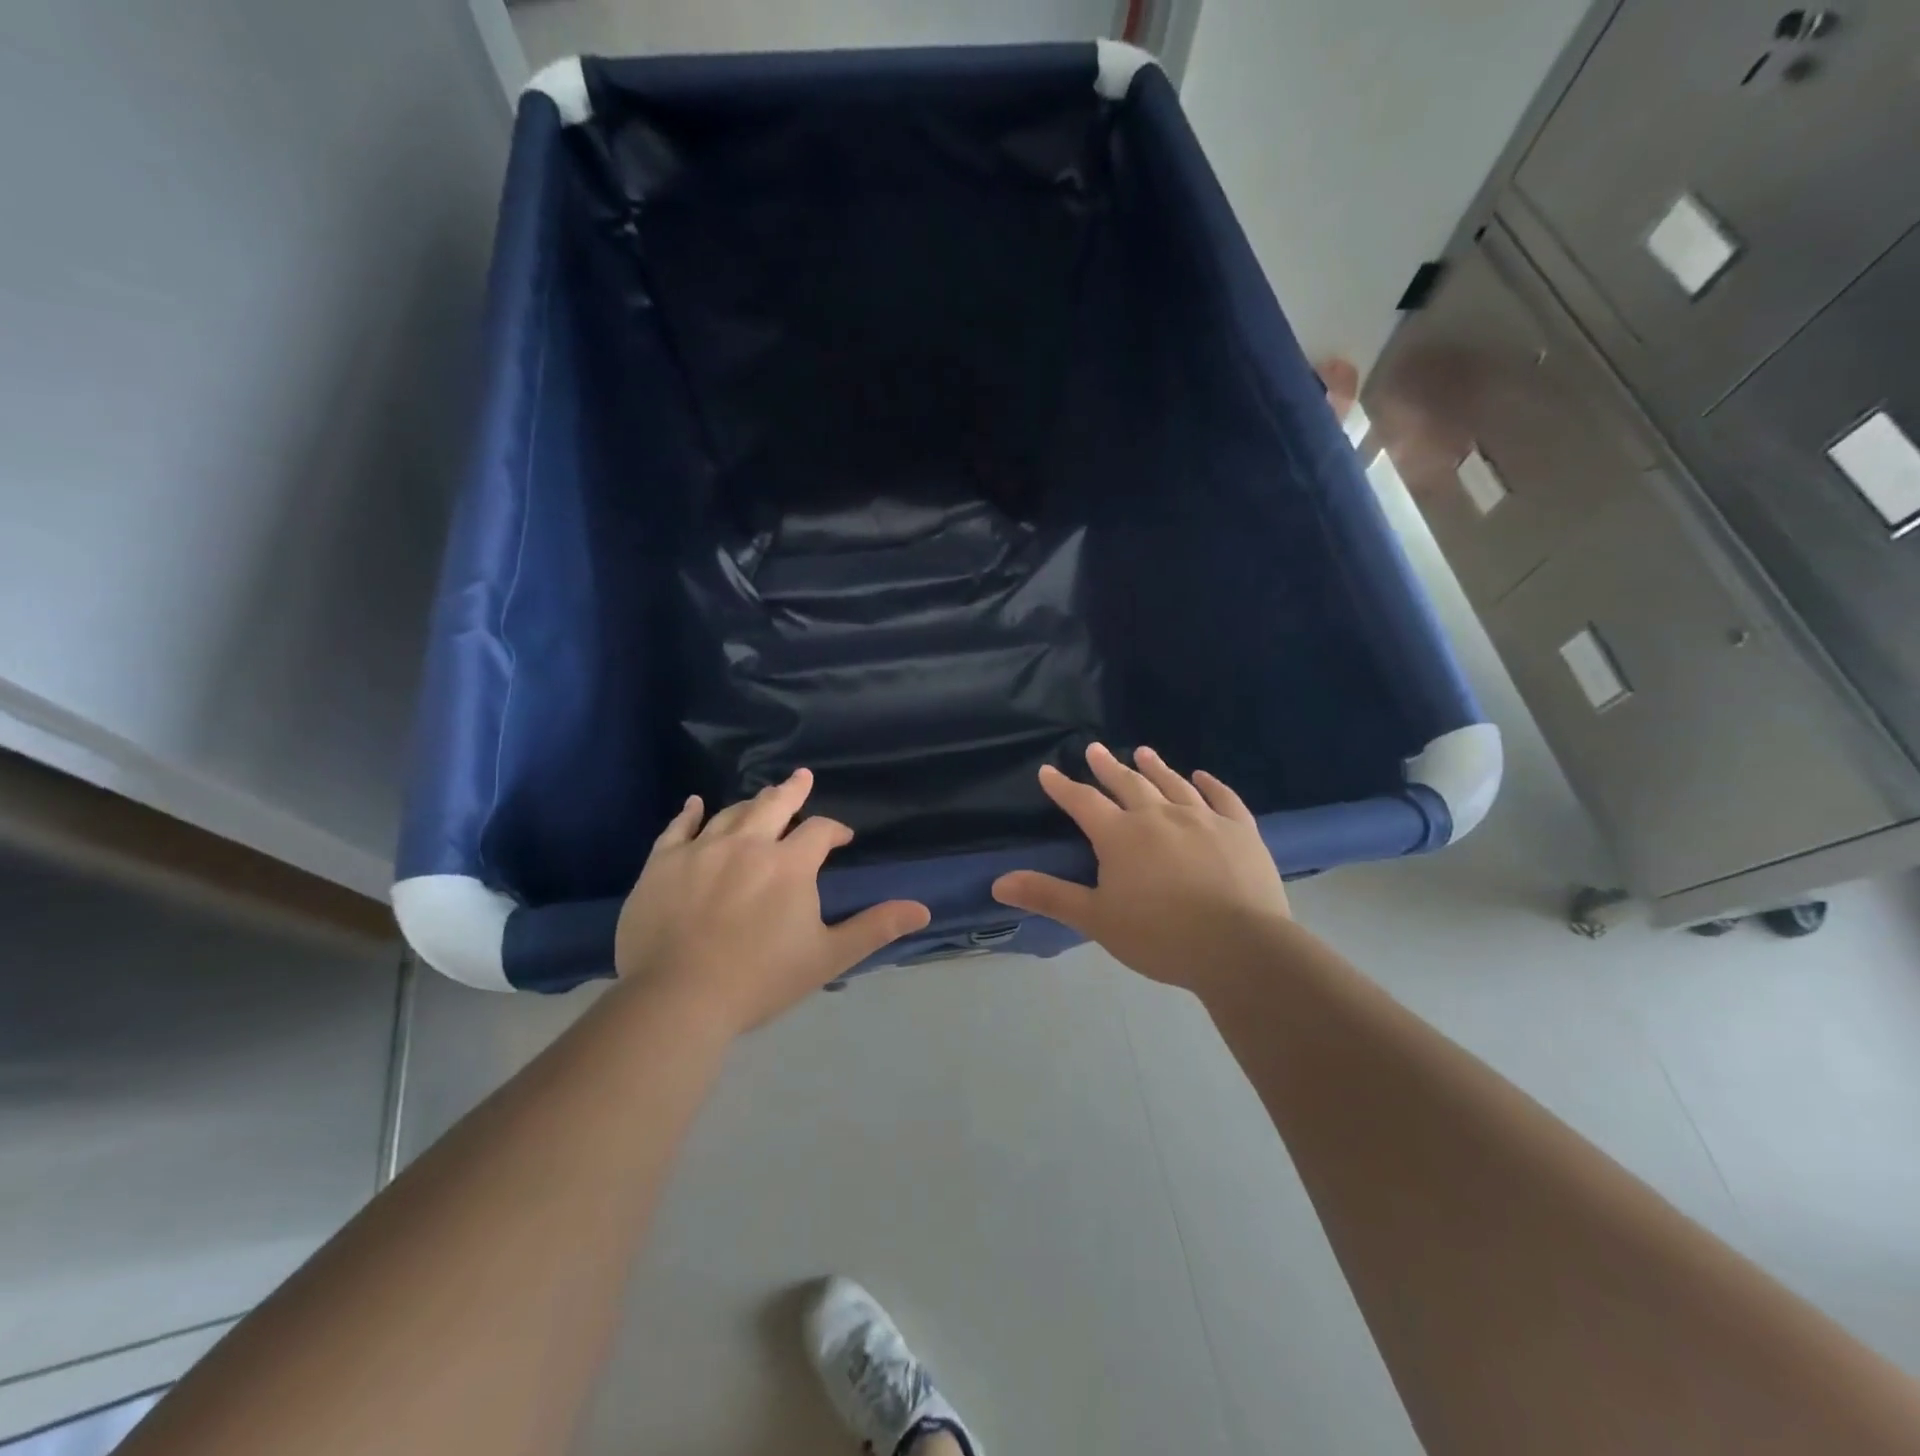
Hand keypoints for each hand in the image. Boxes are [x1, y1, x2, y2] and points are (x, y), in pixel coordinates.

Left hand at [615, 769, 930, 1034]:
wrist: (678, 1000)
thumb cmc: (760, 979)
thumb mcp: (828, 956)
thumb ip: (875, 927)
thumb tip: (923, 908)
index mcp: (789, 864)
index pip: (819, 831)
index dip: (835, 830)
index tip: (842, 838)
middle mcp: (747, 844)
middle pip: (774, 805)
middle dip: (792, 791)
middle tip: (802, 778)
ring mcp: (701, 850)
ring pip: (731, 813)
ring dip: (751, 804)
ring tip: (761, 798)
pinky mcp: (662, 864)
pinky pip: (678, 828)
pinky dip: (690, 813)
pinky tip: (695, 803)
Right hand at [991, 744, 1288, 990]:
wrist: (1240, 948)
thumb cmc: (1160, 936)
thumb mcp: (1096, 919)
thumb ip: (1049, 896)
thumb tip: (998, 882)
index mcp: (1121, 835)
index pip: (1083, 802)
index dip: (1063, 787)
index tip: (1048, 771)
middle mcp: (1159, 816)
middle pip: (1128, 783)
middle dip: (1108, 766)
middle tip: (1094, 748)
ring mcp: (1203, 819)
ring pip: (1173, 784)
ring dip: (1155, 767)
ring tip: (1143, 752)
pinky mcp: (1239, 829)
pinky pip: (1223, 798)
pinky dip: (1210, 784)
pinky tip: (1202, 776)